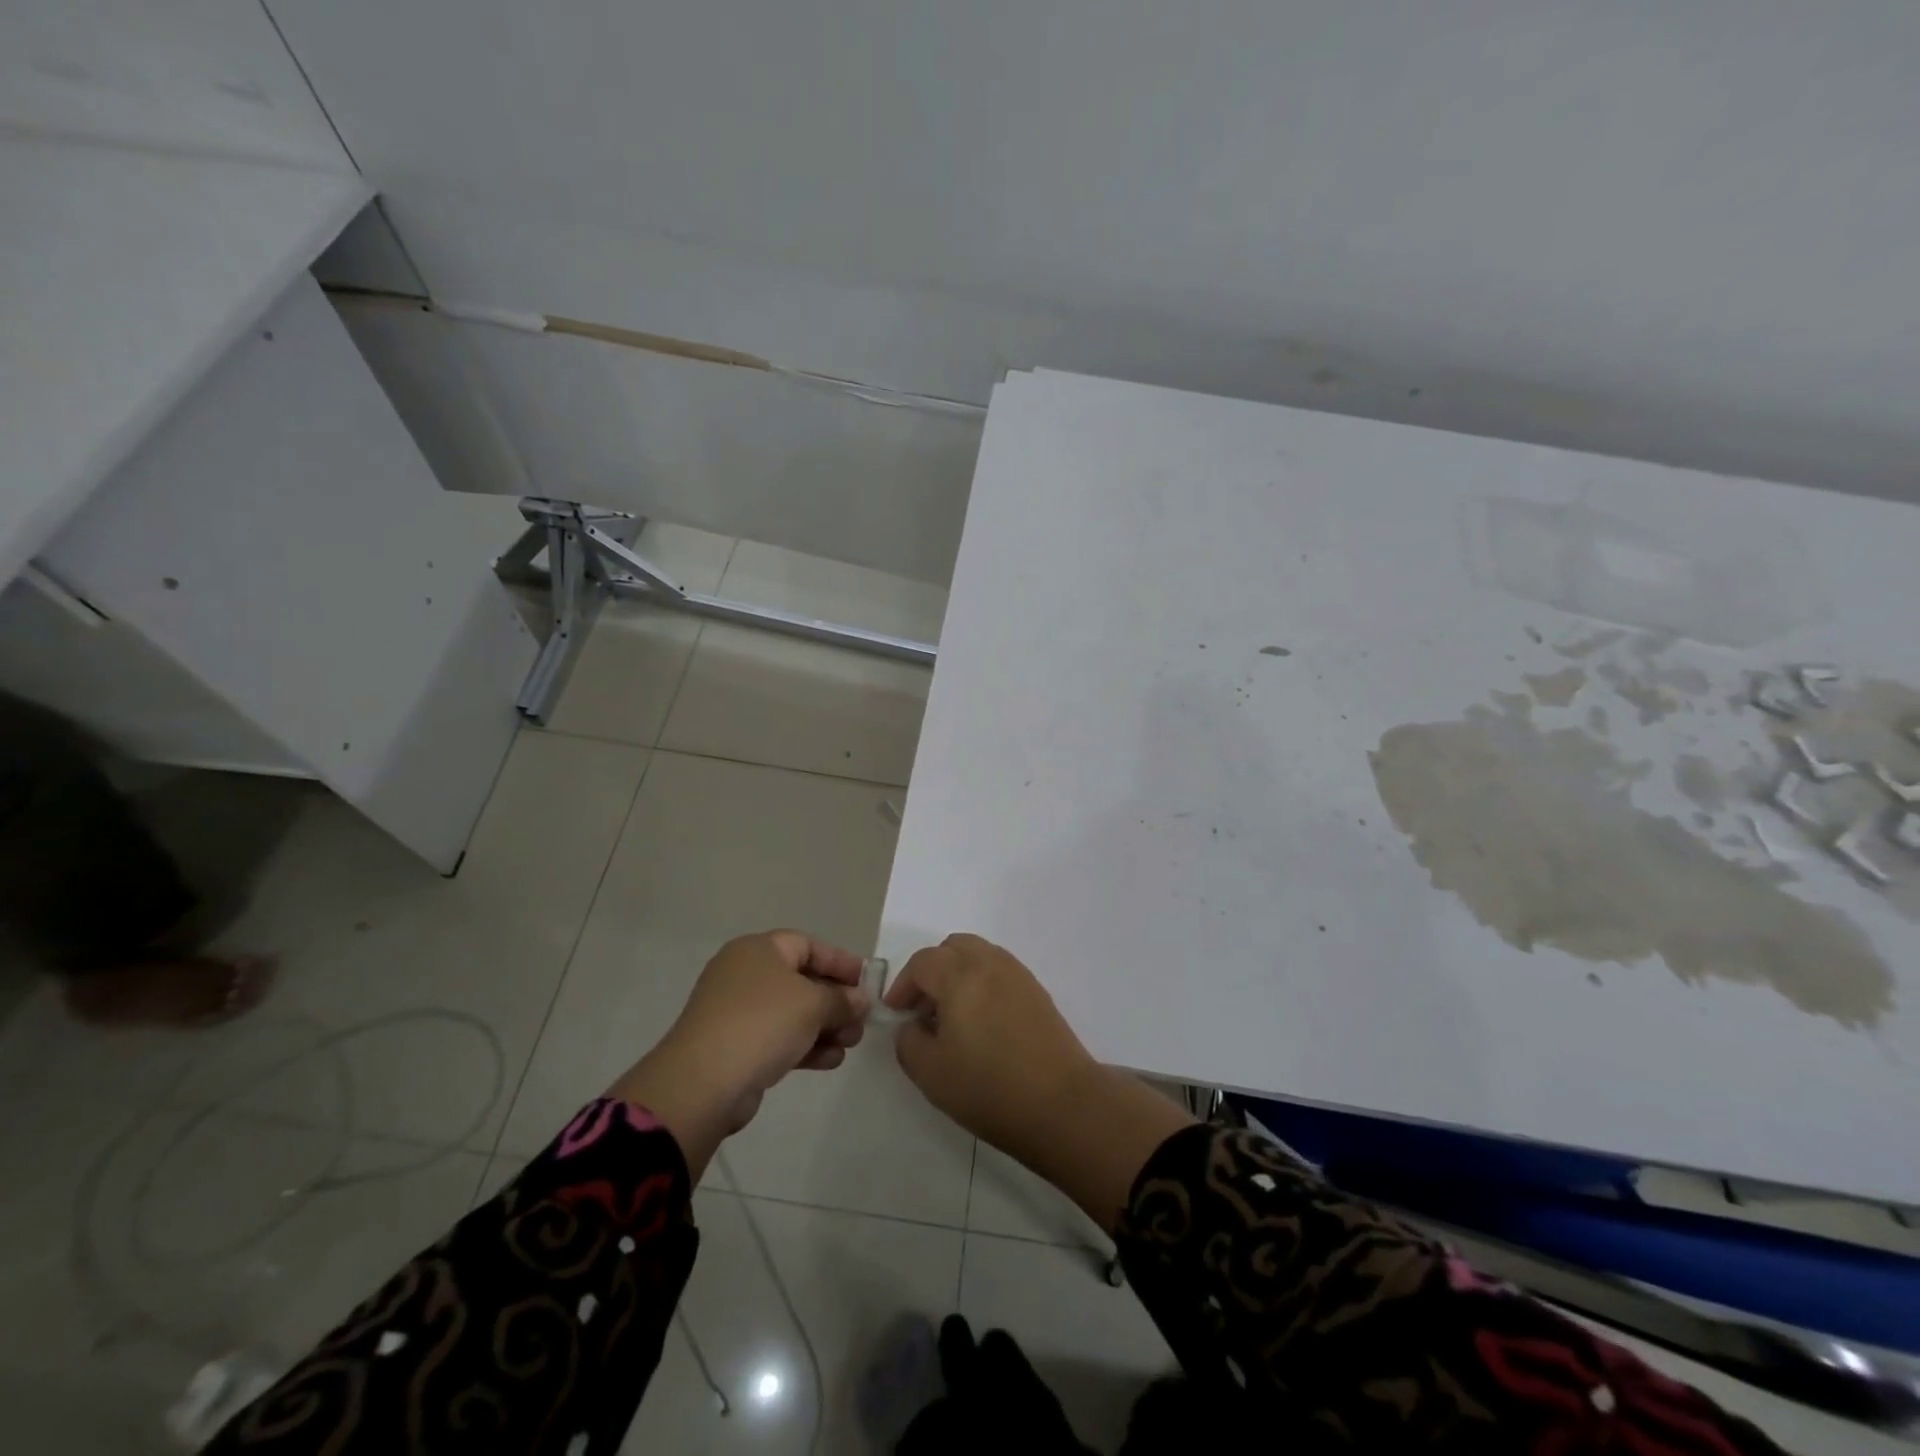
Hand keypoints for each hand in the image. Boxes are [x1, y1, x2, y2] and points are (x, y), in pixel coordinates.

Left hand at [608, 931, 870, 1176]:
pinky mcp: (736, 1045)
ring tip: (851, 1044)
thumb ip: (842, 999)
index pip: (808, 945)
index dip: (840, 962)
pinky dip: (805, 1045)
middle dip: (836, 1000)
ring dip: (825, 1026)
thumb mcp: (812, 1005)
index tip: (867, 981)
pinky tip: (831, 1061)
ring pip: (792, 1012)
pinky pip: (779, 1037)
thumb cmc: (762, 1023)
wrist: (702, 1083)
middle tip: (862, 1020)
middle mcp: (746, 974)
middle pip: (802, 980)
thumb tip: (860, 1000)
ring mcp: (738, 1011)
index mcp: (759, 950)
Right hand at [885, 933, 1098, 1154]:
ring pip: (979, 955)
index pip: (922, 962)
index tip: (897, 1014)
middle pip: (953, 947)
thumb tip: (912, 1025)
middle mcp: (990, 963)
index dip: (903, 985)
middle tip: (923, 1008)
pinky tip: (982, 1023)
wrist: (1063, 1104)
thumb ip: (908, 1041)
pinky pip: (1000, 971)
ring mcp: (1018, 975)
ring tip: (953, 1016)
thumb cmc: (989, 1088)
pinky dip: (982, 983)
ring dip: (958, 974)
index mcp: (960, 975)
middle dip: (931, 971)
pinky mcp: (1038, 992)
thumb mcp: (931, 1073)